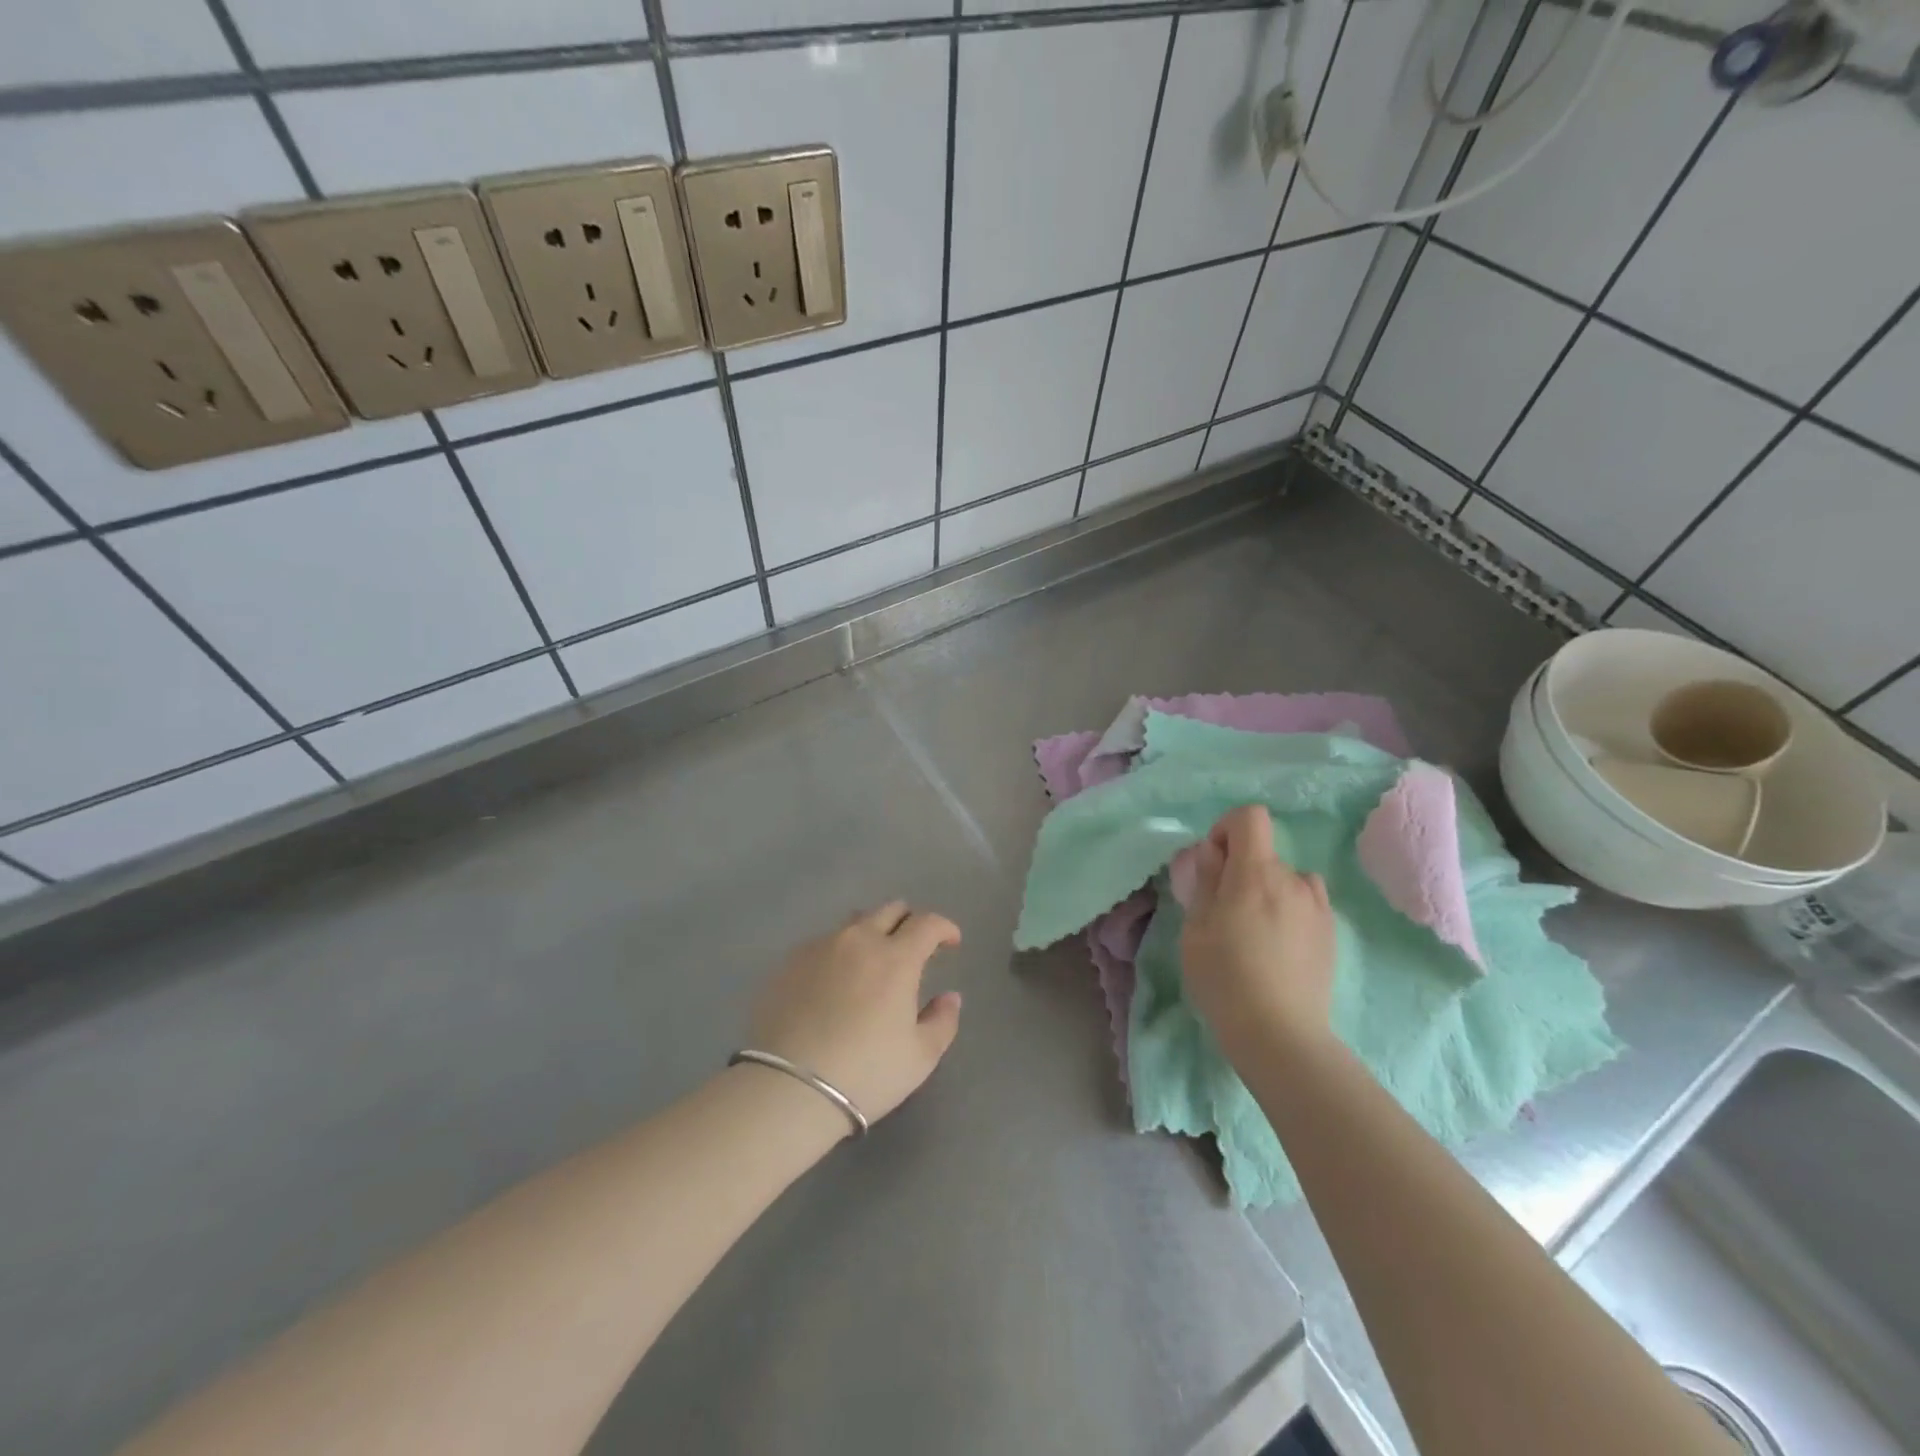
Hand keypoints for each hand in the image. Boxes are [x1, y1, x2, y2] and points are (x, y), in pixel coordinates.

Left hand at [748, 903, 964, 1127]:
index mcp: (896, 958)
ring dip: (871, 933)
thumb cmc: (865, 1073)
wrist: (788, 1089)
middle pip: (889, 910)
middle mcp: (858, 940)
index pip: (927, 923)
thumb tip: (950, 997)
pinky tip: (833, 983)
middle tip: (913, 948)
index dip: (944, 928)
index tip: (951, 943)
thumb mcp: (920, 1057)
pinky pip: (823, 943)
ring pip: (853, 923)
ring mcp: (820, 947)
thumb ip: (942, 1021)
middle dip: (908, 922)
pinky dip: (838, 953)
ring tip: (871, 962)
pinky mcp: (788, 962)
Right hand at [1180, 805, 1335, 1061]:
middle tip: (1222, 911)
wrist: (1280, 1035)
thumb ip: (1205, 881)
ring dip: (1266, 890)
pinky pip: (1304, 903)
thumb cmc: (1224, 978)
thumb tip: (1213, 851)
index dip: (1226, 828)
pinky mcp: (1331, 934)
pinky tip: (1275, 948)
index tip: (1213, 863)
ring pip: (1285, 879)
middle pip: (1264, 852)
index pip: (1251, 817)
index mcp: (1256, 873)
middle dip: (1240, 869)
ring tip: (1252, 931)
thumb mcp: (1196, 927)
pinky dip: (1287, 910)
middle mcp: (1293, 880)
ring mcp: (1318, 907)